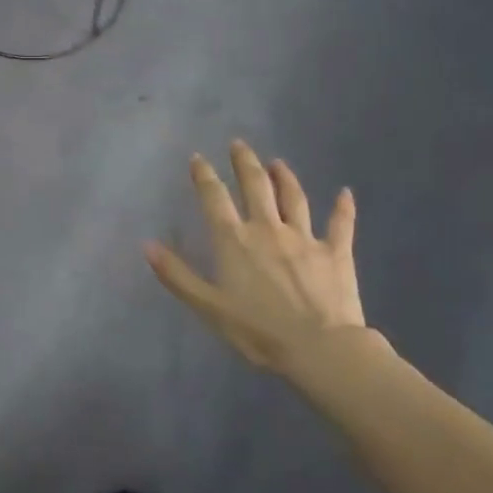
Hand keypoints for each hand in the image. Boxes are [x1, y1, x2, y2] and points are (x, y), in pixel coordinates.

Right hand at [145, 141, 365, 373]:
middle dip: (244, 163)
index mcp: (234, 241)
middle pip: (255, 186)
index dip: (204, 176)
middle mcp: (268, 229)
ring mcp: (304, 238)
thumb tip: (147, 245)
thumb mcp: (208, 307)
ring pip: (293, 198)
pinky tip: (345, 193)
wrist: (319, 347)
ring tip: (278, 162)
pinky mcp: (335, 252)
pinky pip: (340, 224)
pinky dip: (343, 207)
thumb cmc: (257, 330)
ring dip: (284, 177)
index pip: (215, 198)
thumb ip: (177, 275)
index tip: (198, 158)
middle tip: (239, 144)